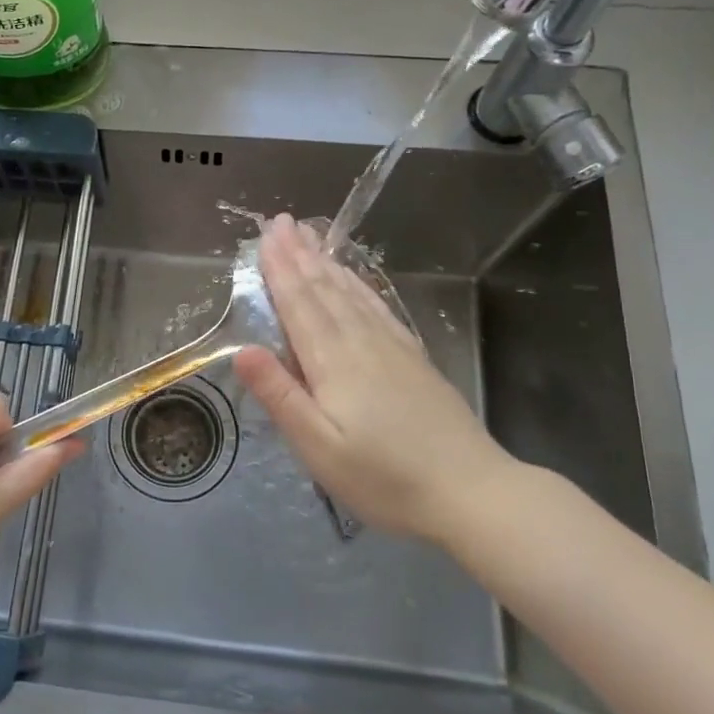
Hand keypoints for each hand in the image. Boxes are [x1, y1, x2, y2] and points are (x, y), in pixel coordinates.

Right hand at [233, 213, 521, 542]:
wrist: (471, 492)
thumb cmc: (384, 478)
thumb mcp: (319, 448)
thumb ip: (281, 396)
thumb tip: (242, 349)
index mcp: (333, 362)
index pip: (299, 304)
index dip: (279, 269)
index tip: (265, 235)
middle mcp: (361, 343)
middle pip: (324, 290)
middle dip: (299, 254)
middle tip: (281, 221)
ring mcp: (392, 347)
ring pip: (351, 294)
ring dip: (325, 263)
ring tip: (309, 236)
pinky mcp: (413, 358)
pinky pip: (377, 308)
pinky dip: (358, 286)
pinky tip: (353, 279)